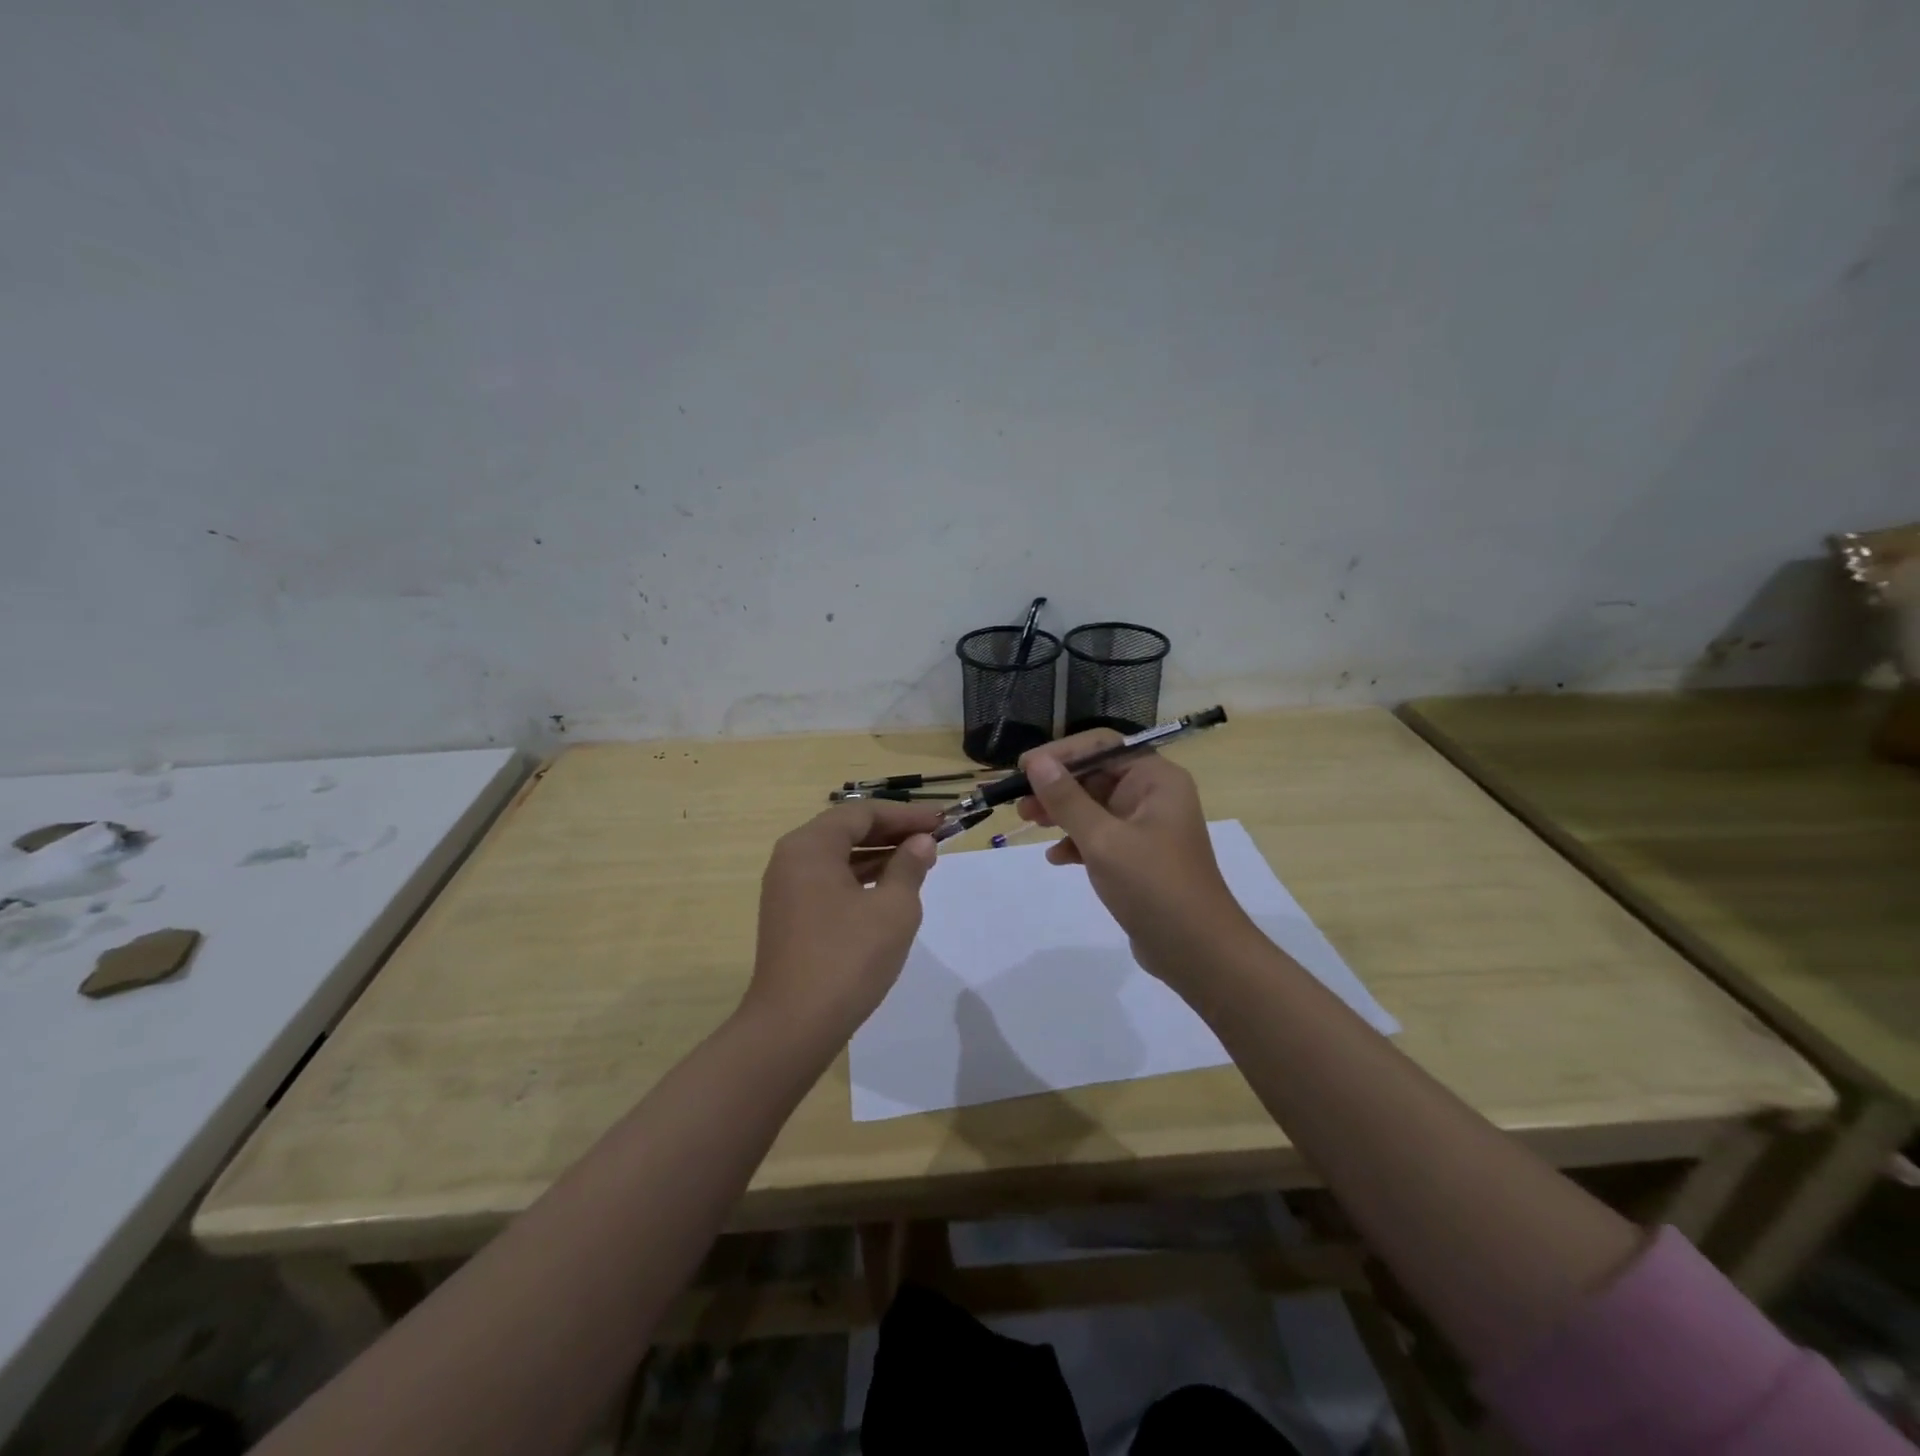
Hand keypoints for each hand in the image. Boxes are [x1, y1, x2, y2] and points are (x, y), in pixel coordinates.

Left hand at [743, 802, 939, 1039]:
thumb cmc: (847, 958)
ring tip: (920, 861)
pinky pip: (830, 881)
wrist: (793, 1027)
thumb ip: (909, 867)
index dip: (905, 814)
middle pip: (848, 830)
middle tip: (934, 838)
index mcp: (810, 846)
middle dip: (893, 832)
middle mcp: (792, 859)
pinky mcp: (791, 916)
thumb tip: (921, 842)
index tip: (941, 821)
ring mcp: (787, 889)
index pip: (863, 813)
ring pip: (839, 857)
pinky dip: (862, 878)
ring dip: (879, 855)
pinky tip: (890, 889)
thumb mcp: (893, 908)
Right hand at [1016, 730, 1255, 988]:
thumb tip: (1036, 761)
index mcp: (1155, 779)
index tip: (1025, 768)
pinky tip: (1056, 858)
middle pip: (1096, 775)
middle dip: (1057, 787)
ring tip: (1028, 824)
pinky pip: (1101, 836)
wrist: (1198, 953)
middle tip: (1020, 802)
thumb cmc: (1153, 886)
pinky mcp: (1139, 857)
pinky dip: (1077, 842)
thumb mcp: (1103, 840)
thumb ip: (1067, 799)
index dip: (1061, 754)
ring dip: (1061, 813)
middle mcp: (1154, 795)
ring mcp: (1147, 827)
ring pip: (1095, 807)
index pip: (1102, 747)